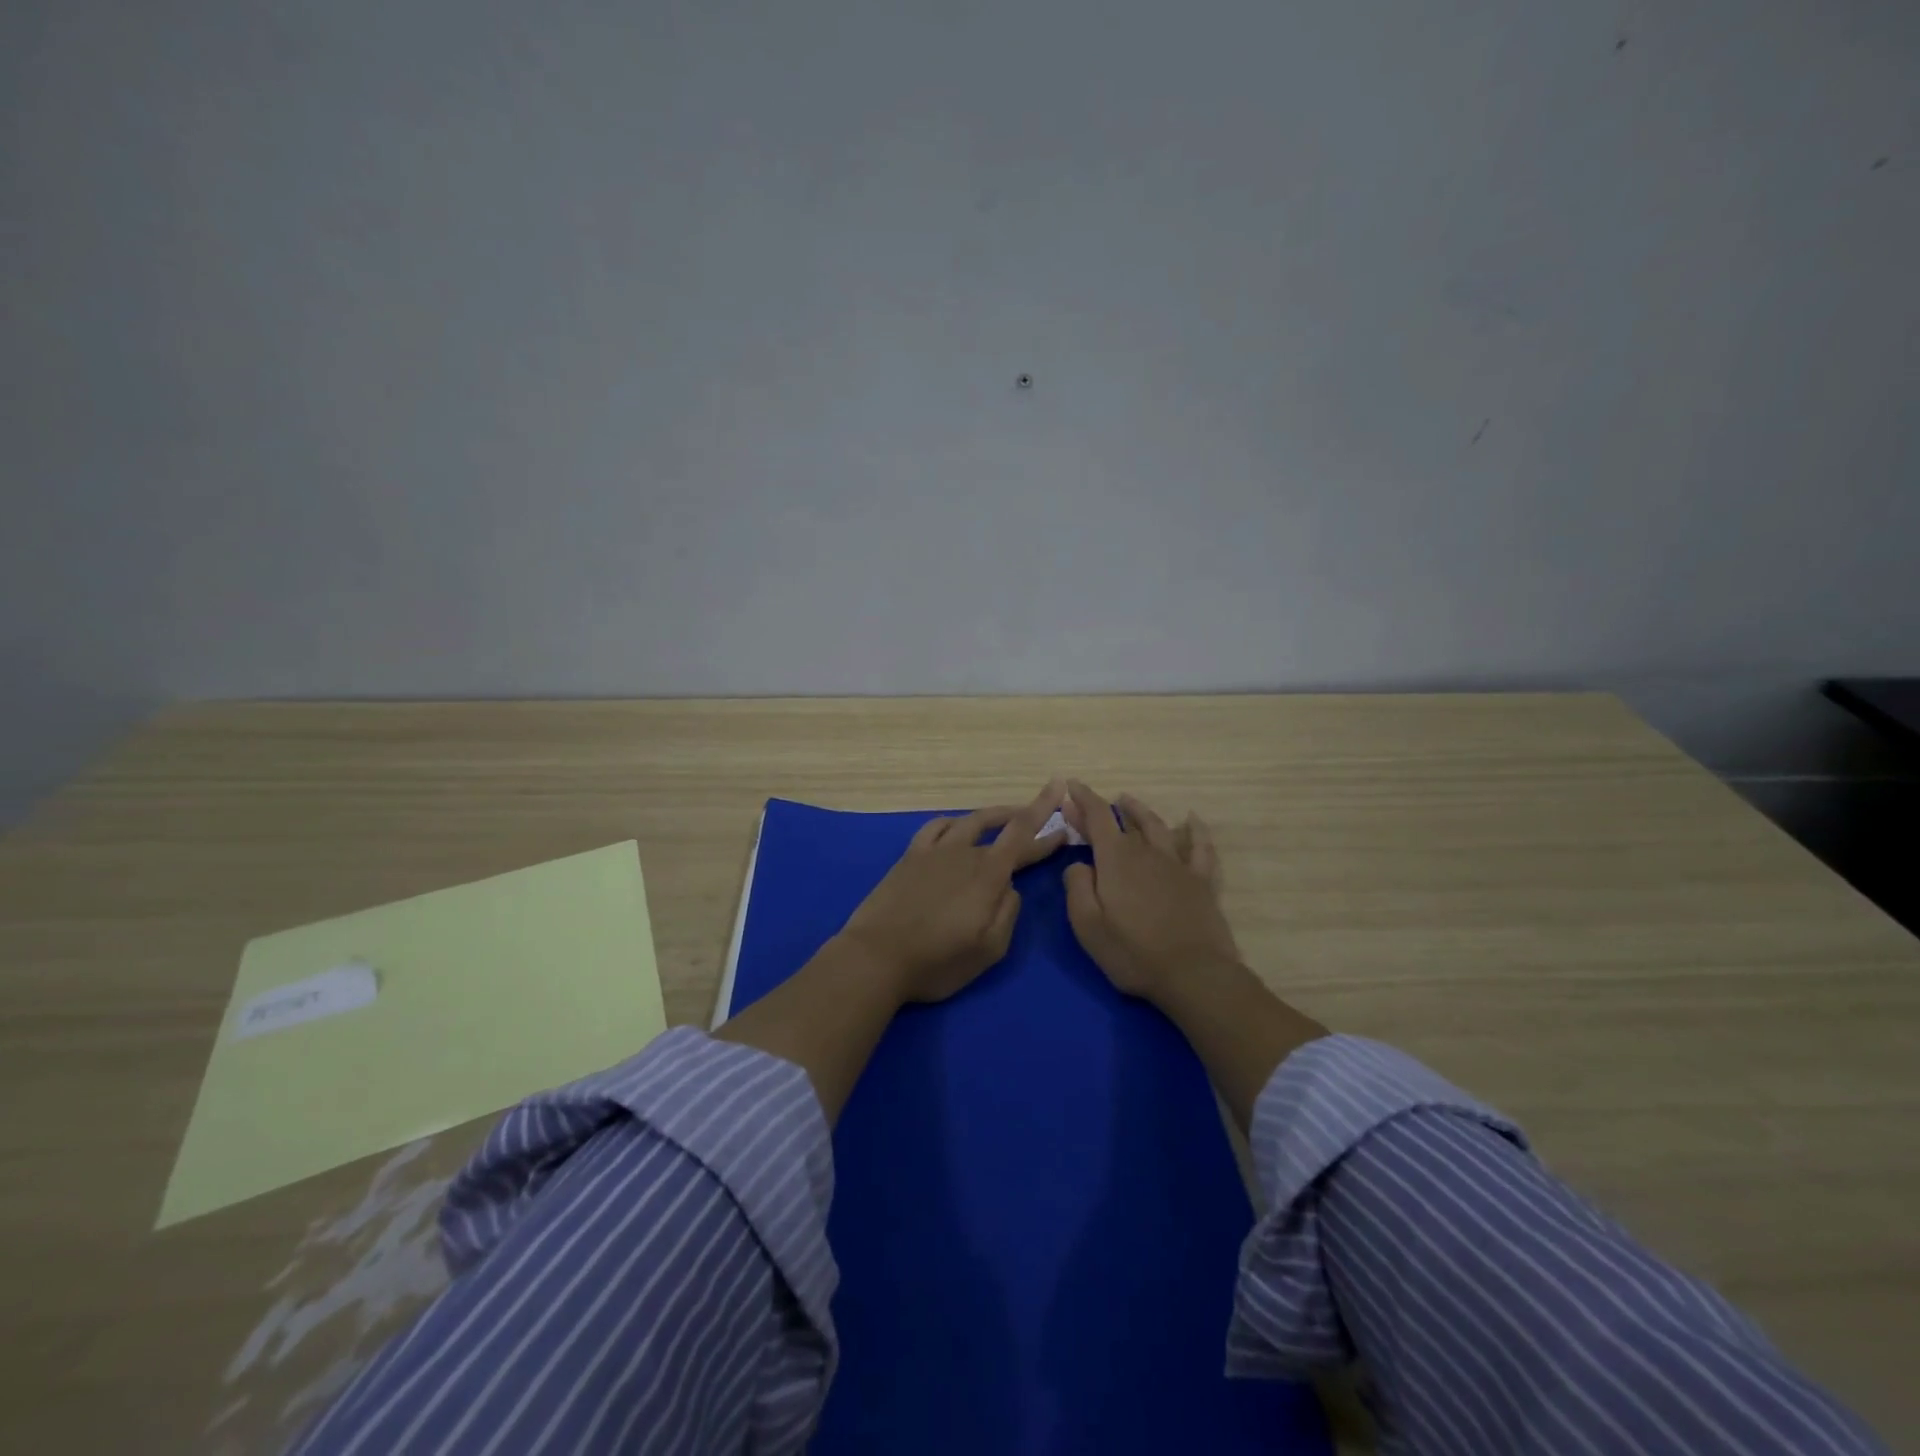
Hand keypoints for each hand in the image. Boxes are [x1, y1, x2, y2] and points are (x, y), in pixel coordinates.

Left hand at [839, 779, 1068, 1004]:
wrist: (876, 957)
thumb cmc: (937, 961)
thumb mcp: (989, 949)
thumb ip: (1008, 913)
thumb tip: (1010, 887)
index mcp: (988, 874)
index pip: (1023, 835)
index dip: (1045, 819)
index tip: (1063, 809)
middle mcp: (964, 853)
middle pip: (1001, 827)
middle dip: (1027, 818)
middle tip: (1045, 813)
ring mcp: (934, 851)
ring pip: (970, 821)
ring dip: (994, 814)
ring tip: (1007, 814)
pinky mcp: (910, 857)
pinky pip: (935, 827)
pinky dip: (954, 821)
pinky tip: (957, 825)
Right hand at [1062, 780, 1241, 1002]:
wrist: (1194, 974)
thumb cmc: (1133, 953)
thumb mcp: (1088, 925)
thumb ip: (1076, 887)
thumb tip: (1078, 864)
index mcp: (1116, 860)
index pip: (1097, 817)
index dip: (1082, 798)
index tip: (1070, 786)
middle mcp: (1146, 852)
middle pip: (1123, 822)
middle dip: (1102, 809)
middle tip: (1087, 805)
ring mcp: (1177, 865)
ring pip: (1157, 826)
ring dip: (1140, 811)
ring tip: (1128, 801)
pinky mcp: (1201, 881)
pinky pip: (1199, 847)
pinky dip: (1195, 830)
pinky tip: (1192, 819)